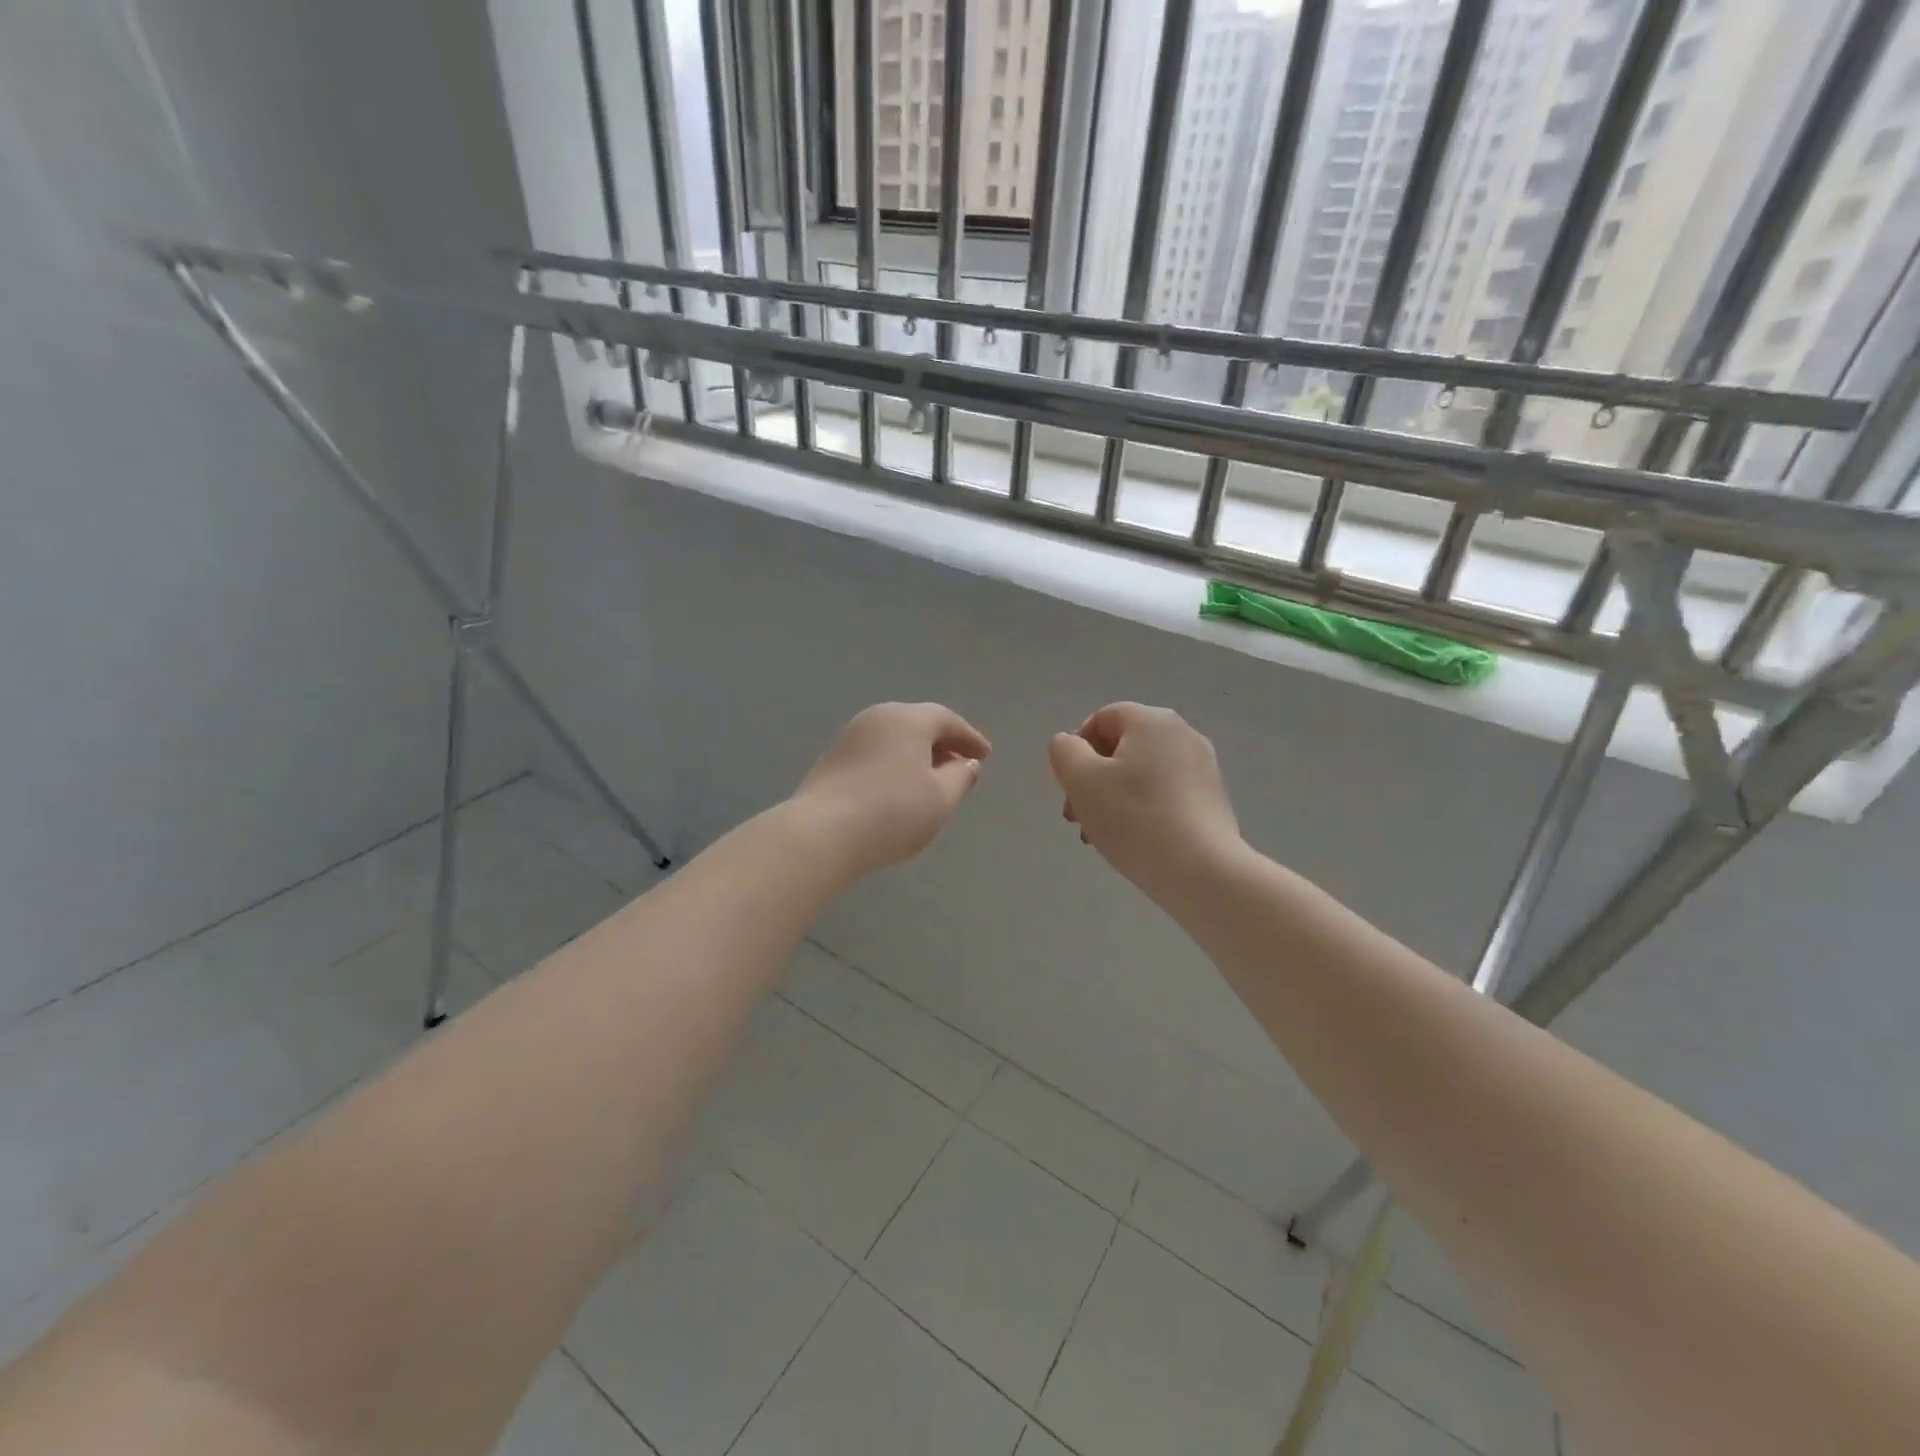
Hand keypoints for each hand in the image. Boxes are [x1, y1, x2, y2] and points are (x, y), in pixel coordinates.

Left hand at [793, 702, 991, 879]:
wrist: (823, 832)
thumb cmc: (893, 812)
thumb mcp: (941, 798)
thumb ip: (960, 777)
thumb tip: (966, 763)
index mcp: (907, 719)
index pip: (946, 720)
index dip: (969, 737)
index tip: (985, 755)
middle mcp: (877, 717)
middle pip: (917, 724)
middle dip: (942, 744)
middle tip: (960, 766)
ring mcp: (850, 737)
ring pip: (893, 739)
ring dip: (917, 756)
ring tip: (931, 781)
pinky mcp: (831, 760)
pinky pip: (875, 754)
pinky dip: (894, 765)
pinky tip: (898, 790)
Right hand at [1048, 703, 1242, 903]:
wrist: (1202, 871)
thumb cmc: (1134, 818)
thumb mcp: (1081, 780)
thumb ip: (1064, 751)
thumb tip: (1070, 745)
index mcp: (1152, 721)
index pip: (1101, 719)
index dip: (1076, 749)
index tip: (1069, 786)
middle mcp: (1182, 734)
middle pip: (1121, 748)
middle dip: (1091, 779)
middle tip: (1076, 817)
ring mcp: (1202, 768)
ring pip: (1140, 775)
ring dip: (1112, 799)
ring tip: (1098, 836)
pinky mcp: (1212, 800)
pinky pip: (1164, 794)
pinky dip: (1141, 810)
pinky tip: (1132, 842)